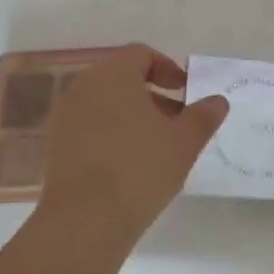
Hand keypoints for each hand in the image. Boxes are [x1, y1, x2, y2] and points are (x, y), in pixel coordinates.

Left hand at [39, 44, 228, 243]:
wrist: (84, 219)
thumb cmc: (140, 169)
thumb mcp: (184, 142)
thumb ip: (203, 116)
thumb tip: (218, 101)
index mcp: (113, 75)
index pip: (141, 54)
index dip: (168, 68)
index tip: (186, 92)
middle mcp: (83, 86)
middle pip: (121, 77)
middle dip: (151, 94)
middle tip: (176, 120)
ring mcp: (64, 115)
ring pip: (104, 103)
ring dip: (131, 114)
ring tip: (156, 145)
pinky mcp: (54, 144)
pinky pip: (88, 125)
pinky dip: (110, 133)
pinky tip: (128, 163)